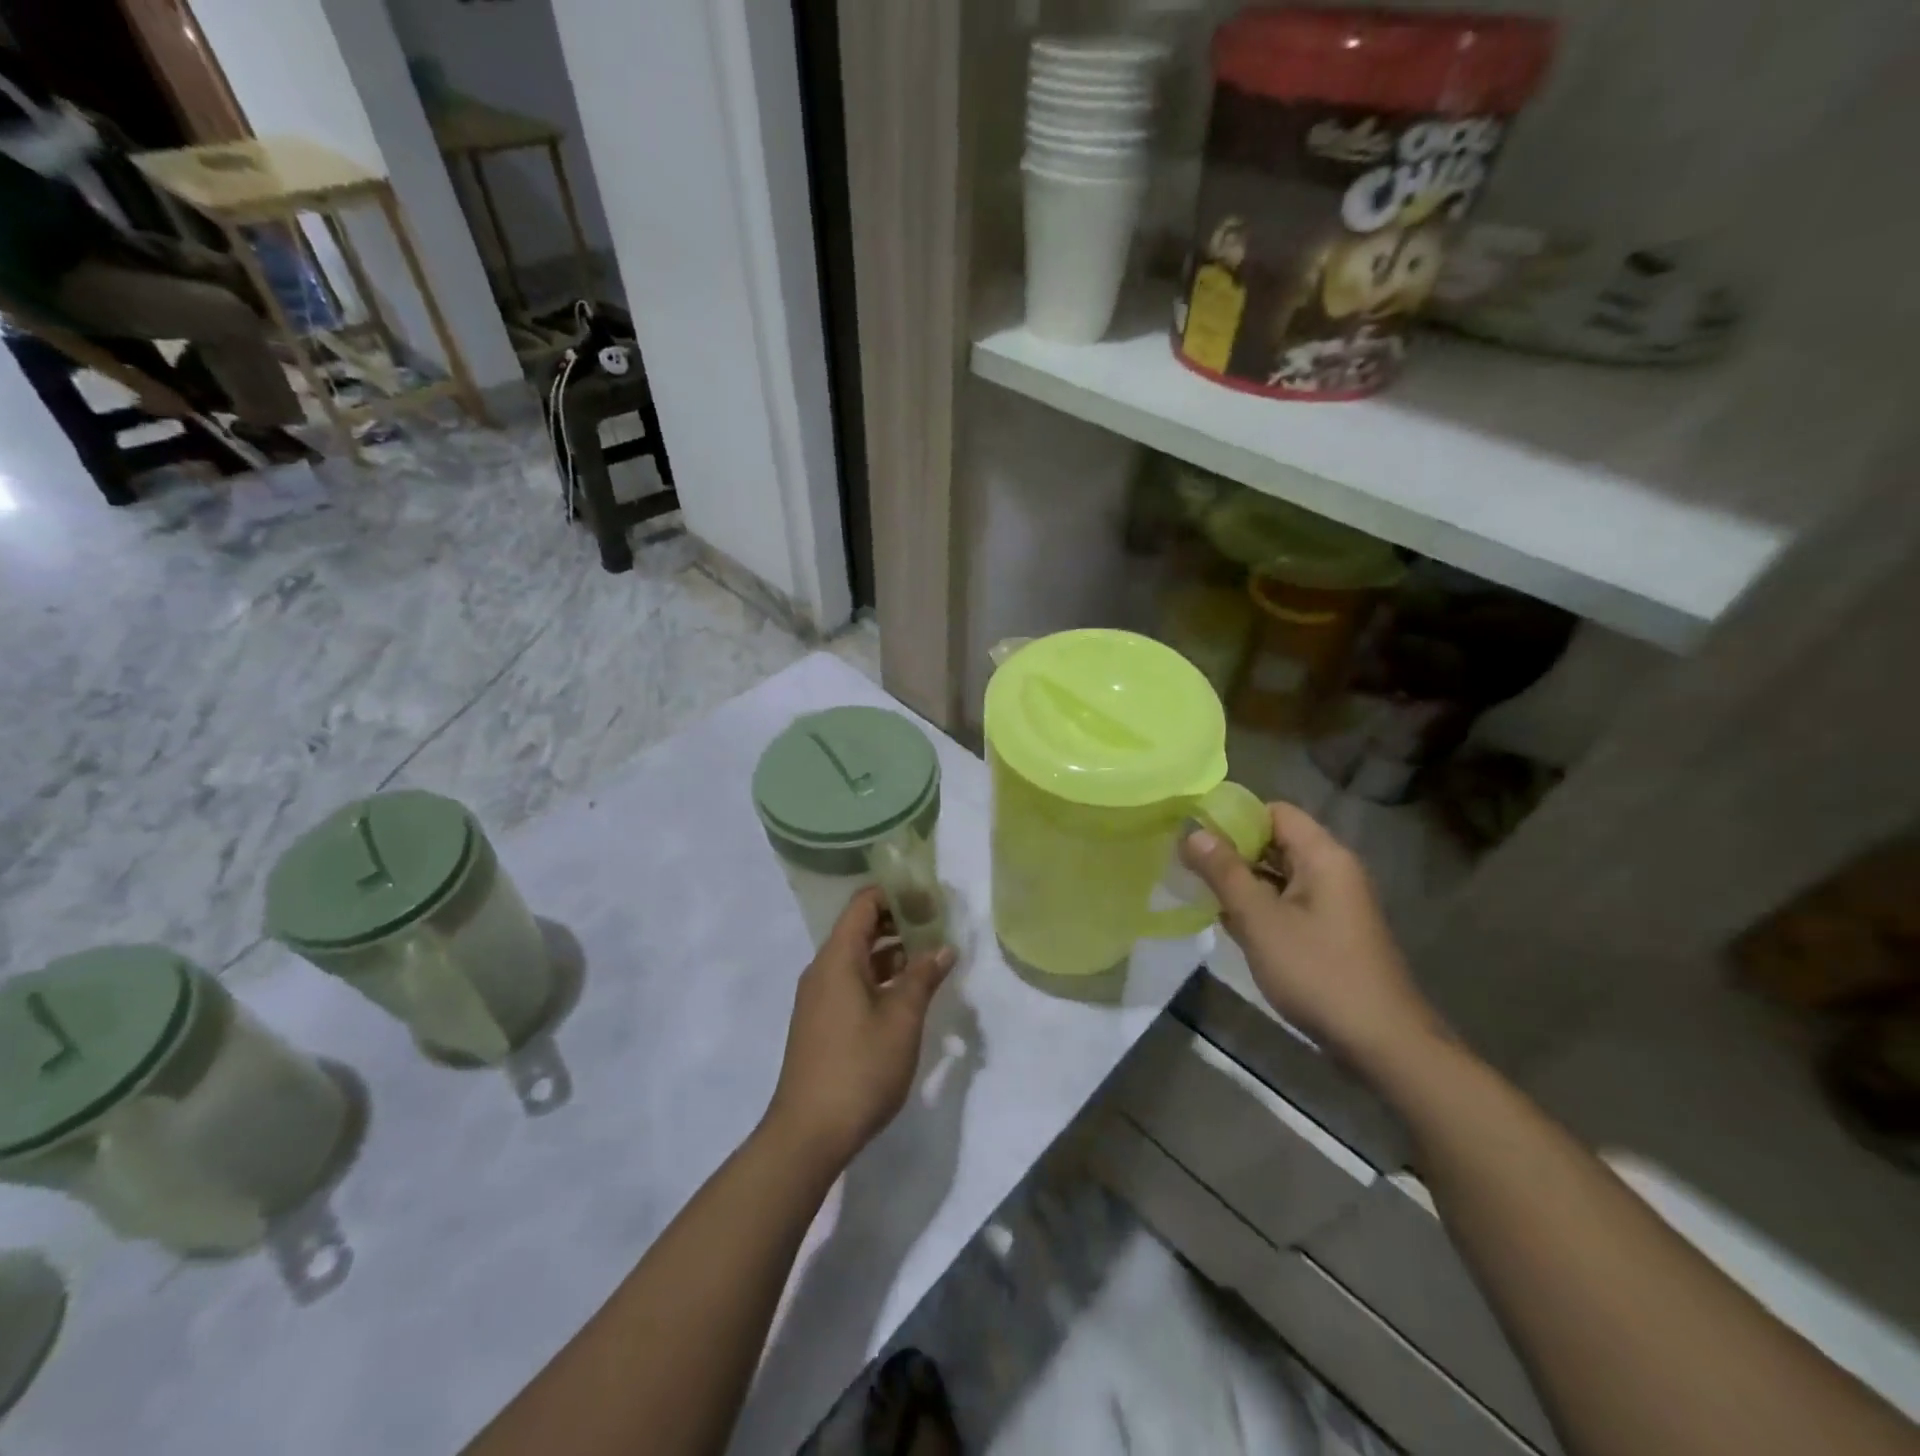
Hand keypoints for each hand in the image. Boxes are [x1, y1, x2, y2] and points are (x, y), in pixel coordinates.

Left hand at [765, 887, 955, 1169]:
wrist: (808, 1134)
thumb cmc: (859, 1068)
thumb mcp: (901, 1019)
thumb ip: (923, 977)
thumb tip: (943, 947)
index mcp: (837, 958)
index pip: (865, 904)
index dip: (898, 894)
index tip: (932, 900)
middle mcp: (823, 970)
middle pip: (861, 928)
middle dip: (900, 921)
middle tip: (939, 926)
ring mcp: (820, 998)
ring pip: (859, 958)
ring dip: (893, 952)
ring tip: (932, 957)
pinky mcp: (822, 1022)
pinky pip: (853, 982)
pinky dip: (881, 977)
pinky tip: (909, 993)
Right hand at [1180, 803, 1445, 1070]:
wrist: (1381, 1042)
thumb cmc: (1318, 972)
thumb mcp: (1260, 919)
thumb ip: (1224, 872)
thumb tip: (1192, 831)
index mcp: (1323, 856)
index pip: (1275, 812)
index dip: (1234, 817)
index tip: (1195, 833)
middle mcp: (1333, 871)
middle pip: (1276, 841)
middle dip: (1233, 850)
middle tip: (1189, 864)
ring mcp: (1334, 903)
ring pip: (1280, 874)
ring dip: (1243, 880)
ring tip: (1200, 891)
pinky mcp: (1331, 931)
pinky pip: (1288, 902)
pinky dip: (1260, 905)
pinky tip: (1230, 923)